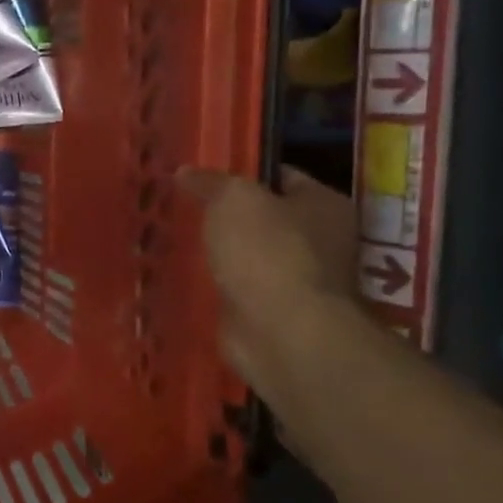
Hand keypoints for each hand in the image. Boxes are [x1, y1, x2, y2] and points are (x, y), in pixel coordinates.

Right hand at [177, 167, 355, 388]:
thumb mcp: (233, 199)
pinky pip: (240, 288)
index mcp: (325, 204)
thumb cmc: (267, 251)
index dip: (243, 173)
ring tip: (178, 239)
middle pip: (266, 218)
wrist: (281, 330)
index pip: (283, 176)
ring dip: (221, 252)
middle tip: (185, 207)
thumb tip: (185, 172)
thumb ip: (210, 182)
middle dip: (227, 216)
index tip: (204, 177)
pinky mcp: (274, 312)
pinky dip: (218, 283)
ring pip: (250, 255)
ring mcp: (298, 280)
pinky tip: (186, 275)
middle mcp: (321, 241)